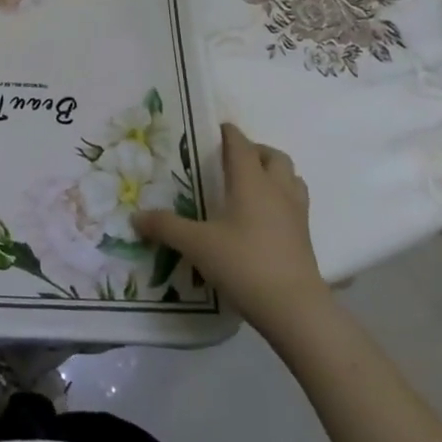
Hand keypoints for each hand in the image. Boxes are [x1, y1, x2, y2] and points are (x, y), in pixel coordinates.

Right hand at [132, 121, 329, 338]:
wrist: (296, 310)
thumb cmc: (245, 264)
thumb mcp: (197, 245)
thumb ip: (166, 227)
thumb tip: (135, 217)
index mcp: (251, 182)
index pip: (241, 144)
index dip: (228, 133)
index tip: (215, 130)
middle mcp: (277, 190)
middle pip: (274, 157)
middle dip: (255, 152)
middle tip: (233, 161)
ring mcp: (296, 214)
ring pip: (292, 179)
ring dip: (275, 174)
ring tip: (252, 186)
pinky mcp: (305, 239)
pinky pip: (296, 204)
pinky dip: (282, 200)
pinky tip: (264, 218)